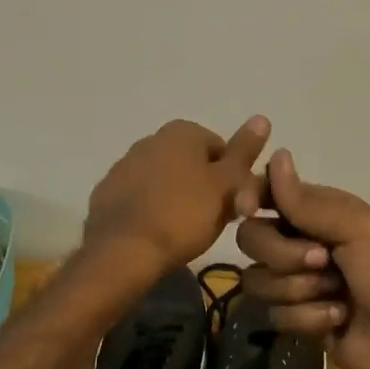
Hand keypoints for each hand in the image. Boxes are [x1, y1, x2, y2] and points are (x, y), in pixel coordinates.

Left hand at [83, 116, 271, 278]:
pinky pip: (140, 196)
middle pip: (192, 163)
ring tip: (182, 231)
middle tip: (210, 220)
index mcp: (182, 131)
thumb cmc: (183, 215)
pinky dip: (150, 209)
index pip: (222, 150)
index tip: (232, 206)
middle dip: (203, 187)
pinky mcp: (107, 191)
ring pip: (165, 179)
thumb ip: (243, 152)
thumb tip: (262, 117)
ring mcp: (124, 164)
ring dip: (176, 198)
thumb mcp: (225, 185)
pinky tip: (155, 232)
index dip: (232, 179)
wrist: (122, 251)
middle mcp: (151, 138)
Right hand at [235, 150, 369, 368]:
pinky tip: (338, 320)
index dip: (250, 199)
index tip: (249, 210)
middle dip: (283, 255)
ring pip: (258, 281)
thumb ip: (308, 202)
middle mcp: (301, 242)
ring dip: (299, 290)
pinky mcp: (298, 320)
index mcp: (318, 212)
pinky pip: (275, 315)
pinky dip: (308, 319)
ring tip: (337, 296)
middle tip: (323, 261)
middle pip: (252, 239)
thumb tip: (276, 154)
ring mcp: (298, 283)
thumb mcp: (357, 229)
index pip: (266, 194)